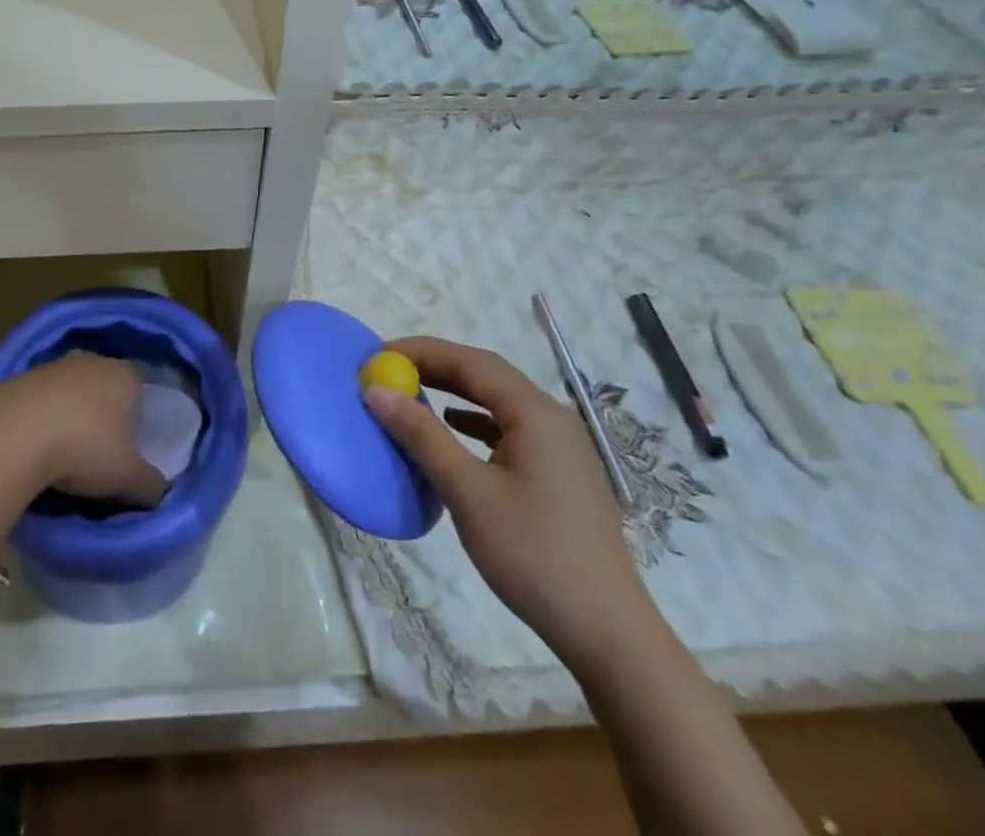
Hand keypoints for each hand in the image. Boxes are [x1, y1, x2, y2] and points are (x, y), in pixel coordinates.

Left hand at [0, 351, 167, 507]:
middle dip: (102, 415)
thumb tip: (158, 490)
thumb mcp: (129, 478)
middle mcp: (93, 360)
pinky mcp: (19, 377)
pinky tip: (33, 448)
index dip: (137, 419)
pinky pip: (39, 400)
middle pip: (104, 388)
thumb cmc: (85, 448)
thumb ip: (152, 485)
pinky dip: (40, 420)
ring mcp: (54, 365)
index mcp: (126, 375)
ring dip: (68, 416)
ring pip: (70, 392)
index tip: (129, 449)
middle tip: (97, 453)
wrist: (13, 435)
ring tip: (61, 455)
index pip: (140, 391)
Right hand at [363, 336, 660, 672]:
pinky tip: (454, 430)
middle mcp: (553, 419)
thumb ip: (422, 435)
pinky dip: (475, 420)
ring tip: (413, 392)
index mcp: (536, 413)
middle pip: (488, 376)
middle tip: (390, 370)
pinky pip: (510, 428)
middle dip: (437, 367)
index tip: (379, 354)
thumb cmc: (533, 555)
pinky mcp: (560, 473)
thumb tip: (377, 391)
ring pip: (499, 402)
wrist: (607, 634)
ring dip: (455, 392)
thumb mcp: (468, 492)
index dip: (423, 351)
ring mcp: (562, 447)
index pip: (472, 362)